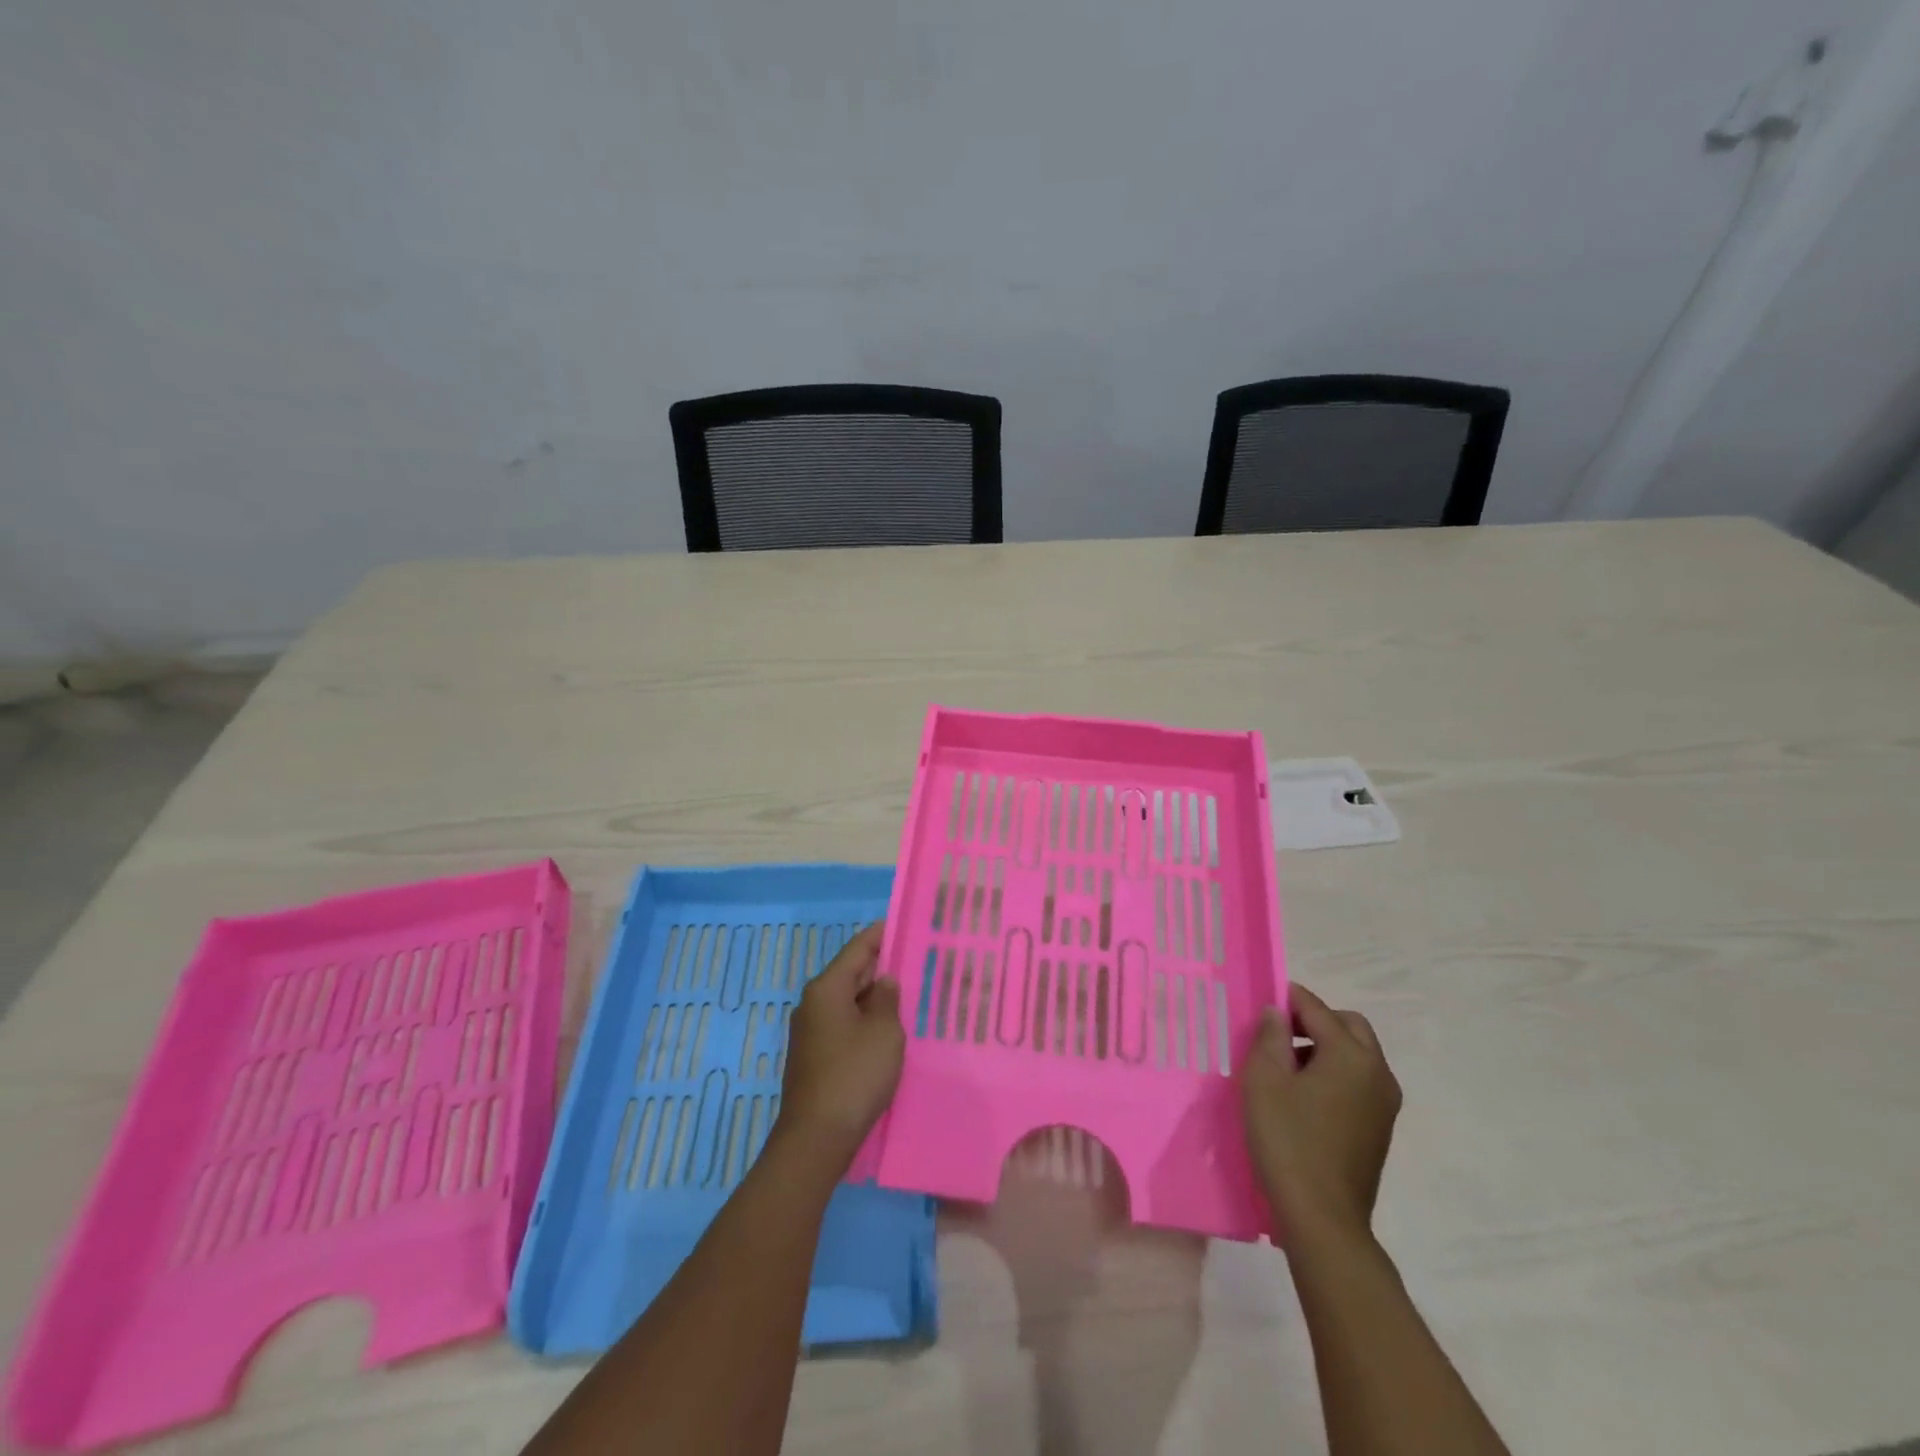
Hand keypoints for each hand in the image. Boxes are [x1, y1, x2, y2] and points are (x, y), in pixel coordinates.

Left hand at [776, 922, 903, 1163]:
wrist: (816, 1138)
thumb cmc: (854, 1076)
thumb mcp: (884, 1032)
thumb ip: (888, 999)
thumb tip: (884, 981)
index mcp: (827, 988)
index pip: (858, 948)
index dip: (883, 934)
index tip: (907, 924)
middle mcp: (813, 1003)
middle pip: (852, 973)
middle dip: (882, 967)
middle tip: (917, 962)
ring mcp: (810, 1031)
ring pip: (849, 1001)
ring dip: (875, 998)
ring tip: (909, 995)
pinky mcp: (814, 1056)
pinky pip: (844, 1025)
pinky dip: (866, 1021)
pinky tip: (889, 1031)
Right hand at [1242, 983, 1400, 1245]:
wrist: (1322, 1219)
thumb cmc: (1288, 1140)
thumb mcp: (1264, 1080)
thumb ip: (1270, 1037)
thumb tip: (1278, 1012)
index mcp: (1352, 1056)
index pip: (1318, 1009)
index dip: (1288, 998)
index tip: (1263, 998)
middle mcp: (1378, 1073)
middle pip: (1349, 1026)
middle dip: (1315, 1019)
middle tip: (1278, 1031)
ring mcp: (1384, 1103)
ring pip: (1357, 1054)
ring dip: (1326, 1046)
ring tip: (1286, 1065)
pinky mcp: (1380, 1128)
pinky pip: (1359, 1081)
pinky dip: (1335, 1072)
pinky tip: (1304, 1095)